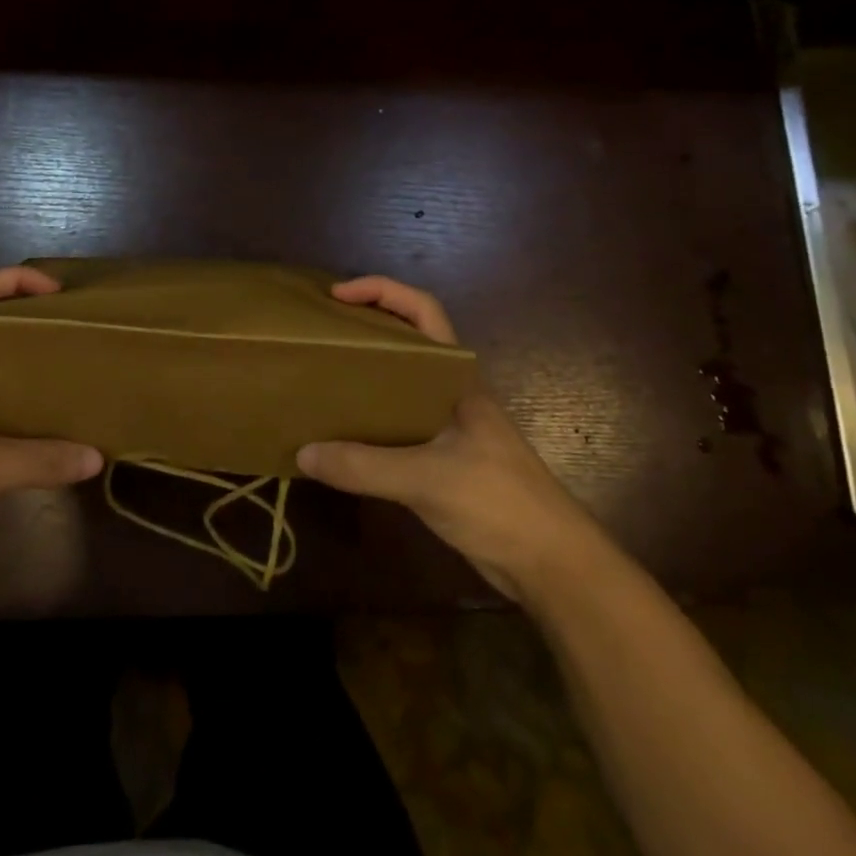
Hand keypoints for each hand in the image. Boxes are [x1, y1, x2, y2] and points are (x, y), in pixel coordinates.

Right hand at [296, 275, 602, 605]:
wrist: (552, 565)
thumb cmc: (499, 502)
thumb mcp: (426, 479)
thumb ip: (362, 466)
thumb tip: (303, 452)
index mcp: (456, 377)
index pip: (423, 310)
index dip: (382, 290)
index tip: (338, 295)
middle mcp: (449, 392)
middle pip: (406, 341)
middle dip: (365, 327)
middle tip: (321, 333)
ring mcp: (447, 426)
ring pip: (399, 384)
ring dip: (364, 375)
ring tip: (321, 378)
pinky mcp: (442, 459)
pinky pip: (396, 424)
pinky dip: (367, 420)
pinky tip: (341, 435)